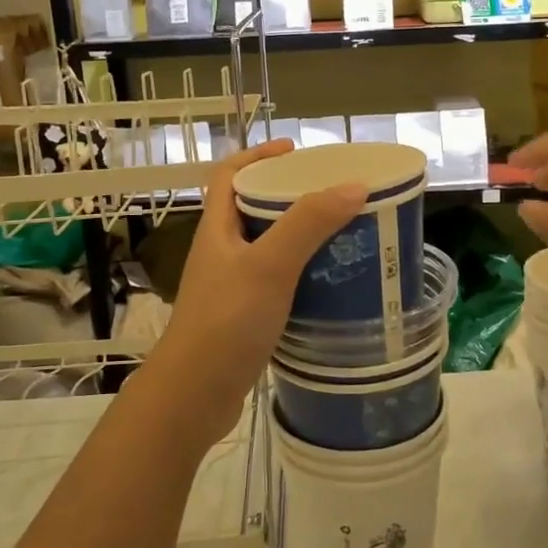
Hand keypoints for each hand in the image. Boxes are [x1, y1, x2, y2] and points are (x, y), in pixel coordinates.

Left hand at [132, 139, 367, 455]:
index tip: (296, 150)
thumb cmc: (226, 322)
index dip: (258, 155)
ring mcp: (230, 288)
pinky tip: (328, 285)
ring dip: (299, 238)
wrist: (194, 397)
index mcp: (217, 230)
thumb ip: (308, 224)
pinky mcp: (243, 319)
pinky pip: (276, 283)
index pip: (229, 176)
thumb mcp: (269, 265)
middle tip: (333, 195)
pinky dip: (301, 276)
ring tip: (341, 235)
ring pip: (267, 249)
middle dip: (290, 197)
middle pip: (252, 210)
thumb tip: (354, 185)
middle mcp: (221, 254)